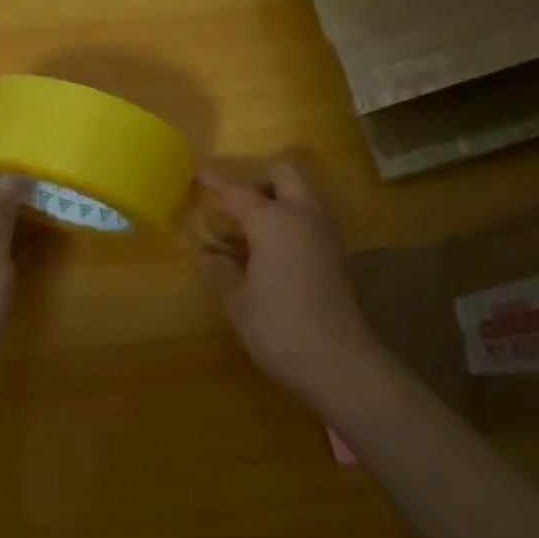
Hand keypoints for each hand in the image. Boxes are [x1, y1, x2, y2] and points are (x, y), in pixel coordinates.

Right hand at [197, 162, 384, 401]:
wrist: (340, 363)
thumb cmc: (280, 327)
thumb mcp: (238, 301)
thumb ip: (221, 271)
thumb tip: (209, 256)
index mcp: (274, 219)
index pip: (238, 192)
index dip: (215, 183)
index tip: (198, 174)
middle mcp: (304, 215)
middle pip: (284, 175)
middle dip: (258, 182)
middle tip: (235, 209)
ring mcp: (326, 234)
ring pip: (301, 196)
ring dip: (277, 203)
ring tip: (247, 237)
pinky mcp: (337, 255)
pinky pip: (309, 221)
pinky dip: (289, 225)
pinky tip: (268, 256)